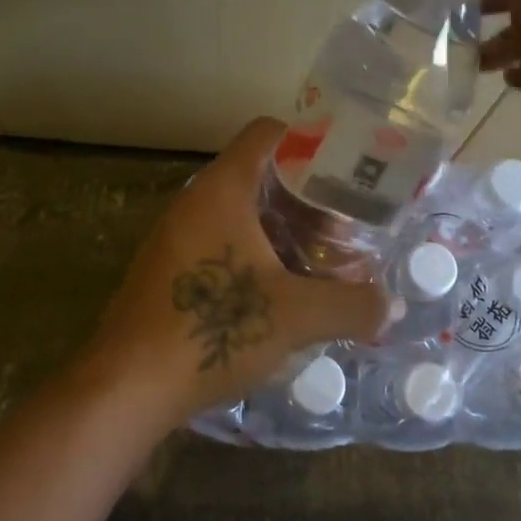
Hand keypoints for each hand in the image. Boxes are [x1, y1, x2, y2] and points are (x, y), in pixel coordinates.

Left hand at [84, 117, 389, 423]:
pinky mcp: (169, 270)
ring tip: (322, 262)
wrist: (128, 386)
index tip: (346, 172)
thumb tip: (391, 307)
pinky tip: (282, 293)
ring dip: (283, 231)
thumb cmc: (211, 330)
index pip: (268, 134)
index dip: (310, 142)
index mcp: (222, 190)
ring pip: (241, 213)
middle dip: (307, 199)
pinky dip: (256, 255)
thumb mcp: (294, 316)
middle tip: (346, 228)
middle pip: (260, 176)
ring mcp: (177, 236)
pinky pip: (221, 243)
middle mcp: (195, 202)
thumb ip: (350, 305)